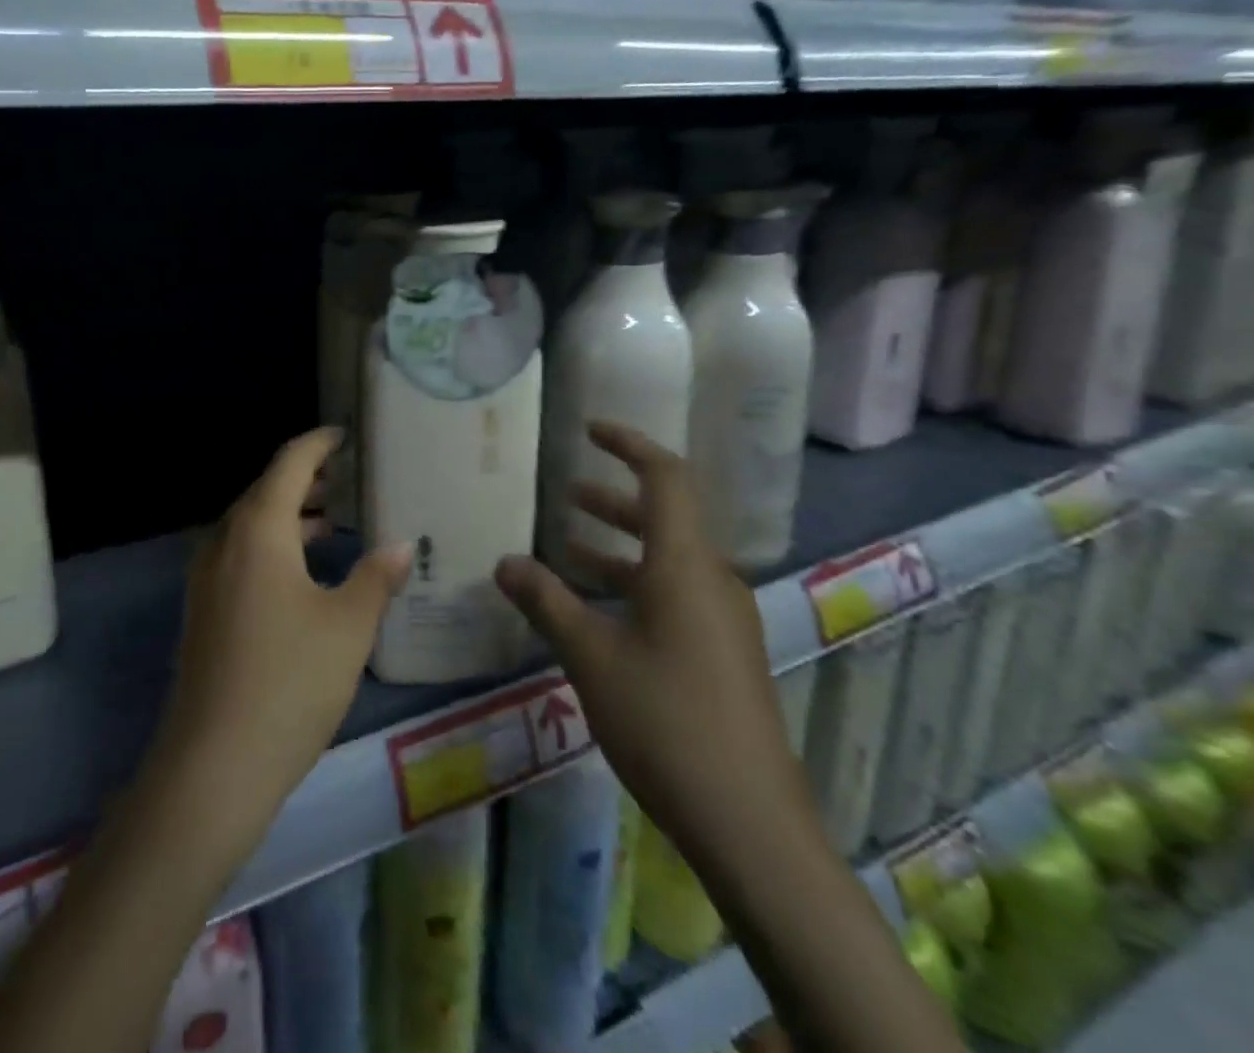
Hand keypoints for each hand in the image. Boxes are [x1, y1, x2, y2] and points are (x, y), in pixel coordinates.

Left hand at [151, 428, 412, 840]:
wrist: (214, 763)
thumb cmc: (290, 681)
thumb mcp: (348, 626)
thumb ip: (376, 576)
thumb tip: (401, 544)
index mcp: (258, 530)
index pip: (288, 464)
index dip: (318, 444)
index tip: (345, 435)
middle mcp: (225, 542)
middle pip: (266, 491)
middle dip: (306, 480)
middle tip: (348, 478)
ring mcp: (207, 577)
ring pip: (251, 526)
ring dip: (290, 516)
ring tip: (334, 520)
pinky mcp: (204, 609)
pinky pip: (241, 555)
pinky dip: (274, 546)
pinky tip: (304, 572)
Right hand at [495, 423, 812, 852]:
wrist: (749, 823)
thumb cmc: (666, 721)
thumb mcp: (591, 657)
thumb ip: (547, 602)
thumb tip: (504, 561)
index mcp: (685, 566)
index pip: (665, 479)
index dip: (630, 445)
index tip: (590, 430)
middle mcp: (711, 582)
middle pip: (666, 518)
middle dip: (614, 500)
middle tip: (567, 493)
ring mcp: (722, 621)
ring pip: (667, 561)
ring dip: (619, 546)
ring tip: (566, 547)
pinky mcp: (723, 655)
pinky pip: (674, 596)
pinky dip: (633, 585)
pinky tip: (594, 612)